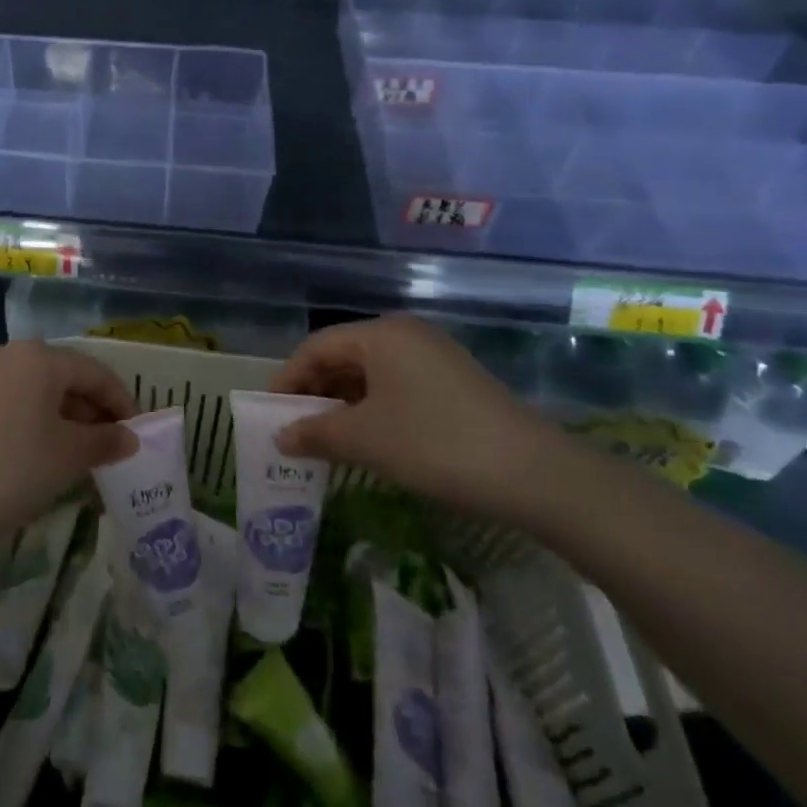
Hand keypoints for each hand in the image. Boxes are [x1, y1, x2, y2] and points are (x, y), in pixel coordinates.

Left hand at [0, 341, 137, 556]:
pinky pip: (12, 400)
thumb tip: (129, 437)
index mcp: (40, 358)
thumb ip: (104, 442)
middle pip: (65, 376)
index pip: (96, 373)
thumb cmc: (9, 471)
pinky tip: (39, 453)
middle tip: (110, 447)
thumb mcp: (67, 458)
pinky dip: (34, 420)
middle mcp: (10, 354)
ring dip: (64, 417)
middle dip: (92, 411)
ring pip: (37, 389)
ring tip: (78, 454)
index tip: (137, 434)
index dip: (122, 402)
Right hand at [272, 315, 568, 521]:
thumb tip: (280, 436)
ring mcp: (433, 355)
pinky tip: (370, 437)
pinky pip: (397, 384)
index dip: (289, 379)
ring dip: (345, 402)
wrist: (534, 474)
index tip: (272, 413)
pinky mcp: (454, 380)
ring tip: (329, 437)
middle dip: (316, 391)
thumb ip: (316, 433)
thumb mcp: (366, 440)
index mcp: (380, 334)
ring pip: (371, 372)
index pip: (316, 347)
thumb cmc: (435, 444)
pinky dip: (374, 406)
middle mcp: (405, 333)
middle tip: (297, 427)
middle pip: (343, 355)